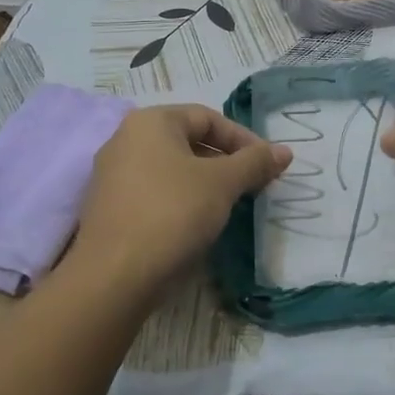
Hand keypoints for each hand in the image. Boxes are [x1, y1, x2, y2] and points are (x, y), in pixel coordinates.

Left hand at [75, 104, 291, 292]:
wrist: (113, 277)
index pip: (208, 117)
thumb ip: (255, 162)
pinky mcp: (109, 208)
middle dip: (226, 162)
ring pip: (172, 169)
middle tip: (254, 185)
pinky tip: (198, 224)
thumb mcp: (223, 183)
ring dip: (206, 183)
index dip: (244, 139)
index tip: (268, 166)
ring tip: (231, 205)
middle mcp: (125, 140)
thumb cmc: (172, 213)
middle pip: (188, 141)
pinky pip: (155, 193)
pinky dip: (182, 200)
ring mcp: (112, 175)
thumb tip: (284, 151)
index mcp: (150, 122)